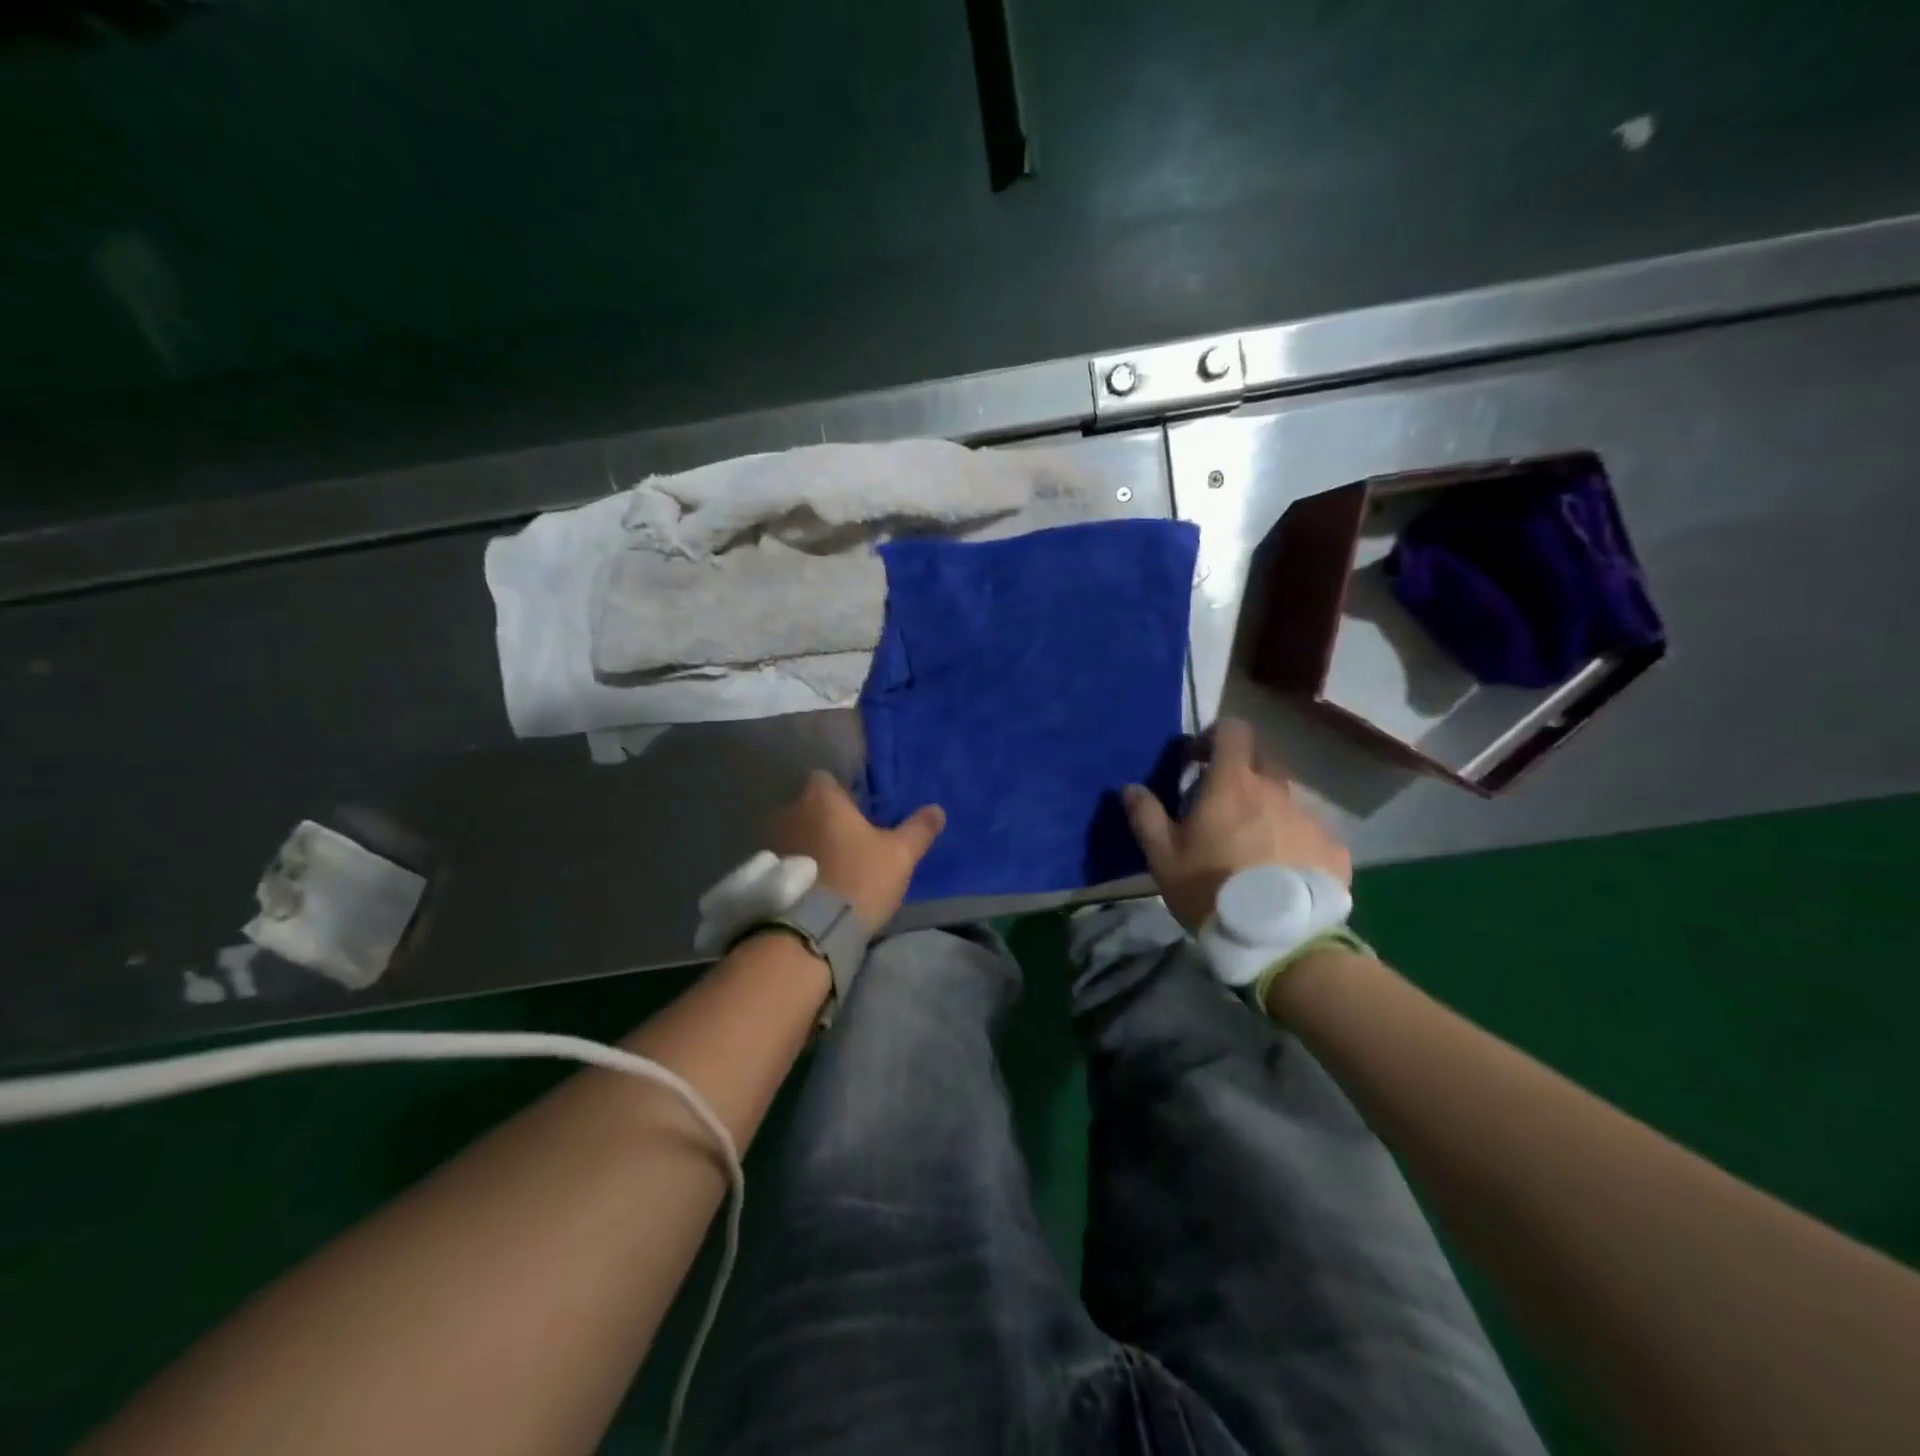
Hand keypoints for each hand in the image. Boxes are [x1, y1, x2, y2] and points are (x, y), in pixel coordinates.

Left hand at [768, 771, 945, 928]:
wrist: (811, 930)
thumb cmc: (859, 878)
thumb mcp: (900, 855)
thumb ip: (919, 829)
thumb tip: (937, 810)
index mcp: (821, 798)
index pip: (826, 779)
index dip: (842, 794)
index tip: (858, 814)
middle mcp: (789, 811)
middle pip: (809, 807)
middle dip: (824, 821)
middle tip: (849, 844)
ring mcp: (771, 842)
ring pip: (794, 833)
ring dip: (808, 845)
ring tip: (830, 869)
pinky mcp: (763, 873)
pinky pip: (783, 860)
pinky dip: (796, 867)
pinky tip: (813, 888)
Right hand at [1122, 718, 1350, 930]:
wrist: (1280, 940)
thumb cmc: (1211, 890)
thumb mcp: (1163, 858)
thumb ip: (1146, 817)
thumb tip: (1131, 788)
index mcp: (1233, 784)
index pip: (1233, 730)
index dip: (1214, 737)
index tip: (1198, 761)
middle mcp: (1276, 790)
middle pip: (1262, 759)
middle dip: (1241, 771)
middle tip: (1221, 805)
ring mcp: (1309, 817)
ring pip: (1285, 798)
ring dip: (1266, 808)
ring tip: (1252, 847)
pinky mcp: (1333, 848)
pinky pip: (1309, 831)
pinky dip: (1293, 840)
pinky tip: (1281, 872)